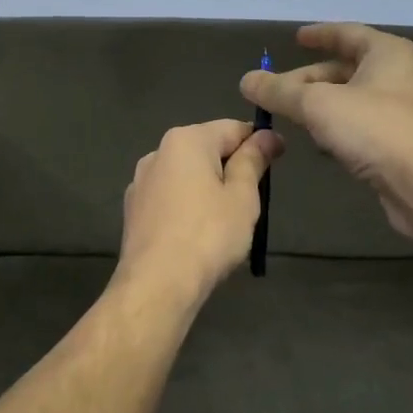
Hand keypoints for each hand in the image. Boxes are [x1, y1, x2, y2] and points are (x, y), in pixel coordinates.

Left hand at [118, 119, 283, 302]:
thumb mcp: (242, 196)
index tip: (279, 160)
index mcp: (186, 140)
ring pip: (186, 175)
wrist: (157, 283)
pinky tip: (197, 233)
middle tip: (253, 198)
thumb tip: (267, 136)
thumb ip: (253, 161)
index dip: (259, 142)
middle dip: (231, 166)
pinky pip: (169, 198)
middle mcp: (157, 152)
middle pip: (206, 149)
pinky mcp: (133, 210)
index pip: (232, 128)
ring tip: (226, 220)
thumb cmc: (208, 235)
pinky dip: (187, 206)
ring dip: (208, 187)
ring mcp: (140, 182)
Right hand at [239, 23, 412, 239]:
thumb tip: (247, 80)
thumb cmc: (375, 129)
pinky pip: (363, 128)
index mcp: (388, 53)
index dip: (319, 35)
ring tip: (292, 118)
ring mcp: (406, 112)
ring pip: (353, 101)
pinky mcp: (403, 145)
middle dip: (310, 80)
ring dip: (323, 107)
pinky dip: (339, 130)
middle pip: (347, 70)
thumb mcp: (317, 104)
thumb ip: (279, 91)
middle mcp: (401, 76)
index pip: (348, 34)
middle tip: (278, 91)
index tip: (296, 39)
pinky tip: (320, 145)